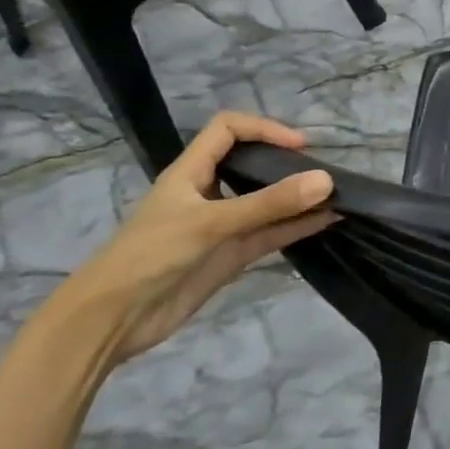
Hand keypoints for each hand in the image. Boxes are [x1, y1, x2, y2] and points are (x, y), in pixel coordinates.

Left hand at [58, 112, 336, 365]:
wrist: (113, 320)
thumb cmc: (152, 255)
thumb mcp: (211, 223)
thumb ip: (269, 204)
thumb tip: (326, 181)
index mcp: (191, 172)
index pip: (228, 130)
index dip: (263, 128)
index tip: (299, 146)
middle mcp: (209, 193)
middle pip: (251, 164)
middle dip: (287, 163)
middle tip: (324, 170)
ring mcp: (222, 226)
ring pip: (266, 203)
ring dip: (298, 199)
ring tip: (336, 195)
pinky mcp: (231, 255)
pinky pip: (271, 234)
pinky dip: (297, 227)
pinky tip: (326, 222)